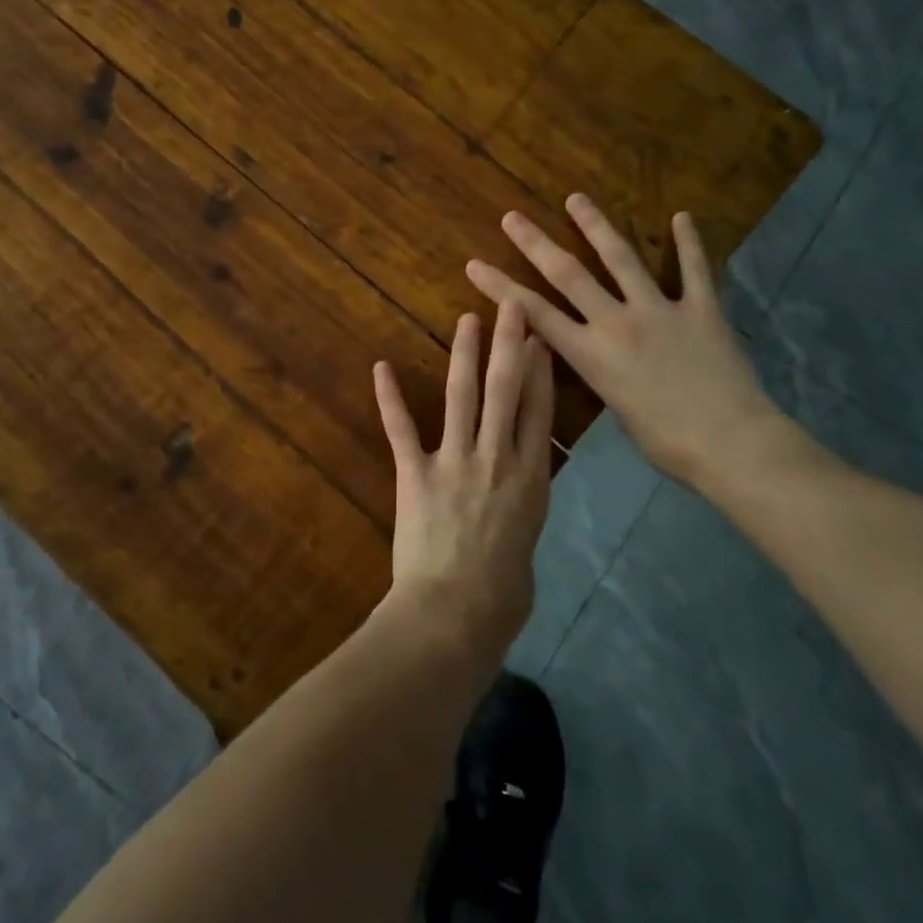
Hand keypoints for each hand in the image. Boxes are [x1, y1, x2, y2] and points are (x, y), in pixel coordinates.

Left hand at [372, 301, 554, 653]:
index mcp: (531, 480)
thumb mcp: (527, 546)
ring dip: (464, 354)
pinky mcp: (415, 474)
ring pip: (461, 396)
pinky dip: (389, 397)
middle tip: (511, 305)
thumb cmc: (500, 599)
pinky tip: (381, 367)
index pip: (539, 411)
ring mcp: (454, 462)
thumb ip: (521, 511)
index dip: (541, 371)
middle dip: (510, 343)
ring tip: (466, 320)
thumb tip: (512, 499)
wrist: (453, 617)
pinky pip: (401, 428)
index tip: (541, 338)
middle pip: (506, 390)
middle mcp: (497, 459)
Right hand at [465, 195, 793, 492]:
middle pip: (568, 275)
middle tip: (512, 217)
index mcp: (591, 355)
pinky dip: (689, 243)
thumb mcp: (617, 409)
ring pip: (621, 259)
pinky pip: (695, 270)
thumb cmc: (668, 443)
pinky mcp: (702, 309)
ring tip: (576, 199)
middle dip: (535, 244)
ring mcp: (659, 310)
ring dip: (596, 226)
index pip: (534, 313)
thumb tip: (598, 356)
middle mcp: (617, 323)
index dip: (500, 287)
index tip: (475, 264)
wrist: (731, 444)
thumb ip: (602, 373)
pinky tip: (682, 216)